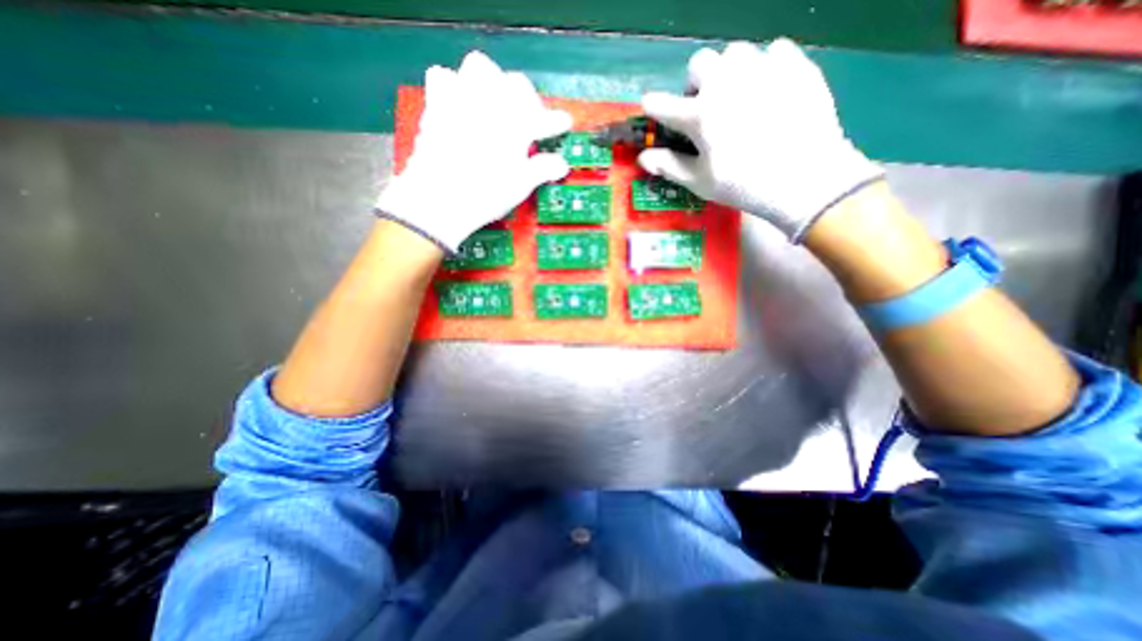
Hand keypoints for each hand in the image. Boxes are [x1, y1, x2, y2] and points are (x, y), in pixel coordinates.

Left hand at [377, 51, 570, 250]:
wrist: (440, 198)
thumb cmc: (486, 194)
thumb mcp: (520, 185)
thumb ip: (542, 169)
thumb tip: (561, 165)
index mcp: (516, 123)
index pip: (544, 117)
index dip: (557, 122)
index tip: (563, 124)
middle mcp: (491, 102)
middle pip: (516, 83)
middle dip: (527, 99)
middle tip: (529, 120)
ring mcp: (462, 98)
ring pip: (480, 67)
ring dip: (492, 82)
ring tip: (494, 104)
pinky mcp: (437, 104)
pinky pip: (444, 77)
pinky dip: (455, 86)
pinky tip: (460, 105)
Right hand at [640, 37, 880, 242]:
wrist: (805, 177)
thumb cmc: (743, 185)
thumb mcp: (700, 181)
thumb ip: (669, 165)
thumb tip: (643, 157)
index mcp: (700, 115)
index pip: (662, 104)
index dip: (654, 106)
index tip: (653, 107)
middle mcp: (726, 84)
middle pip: (699, 63)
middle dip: (696, 83)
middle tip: (705, 106)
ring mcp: (762, 69)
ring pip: (735, 54)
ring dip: (728, 72)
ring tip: (738, 97)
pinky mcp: (795, 65)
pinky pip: (773, 52)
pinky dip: (765, 68)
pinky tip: (769, 92)